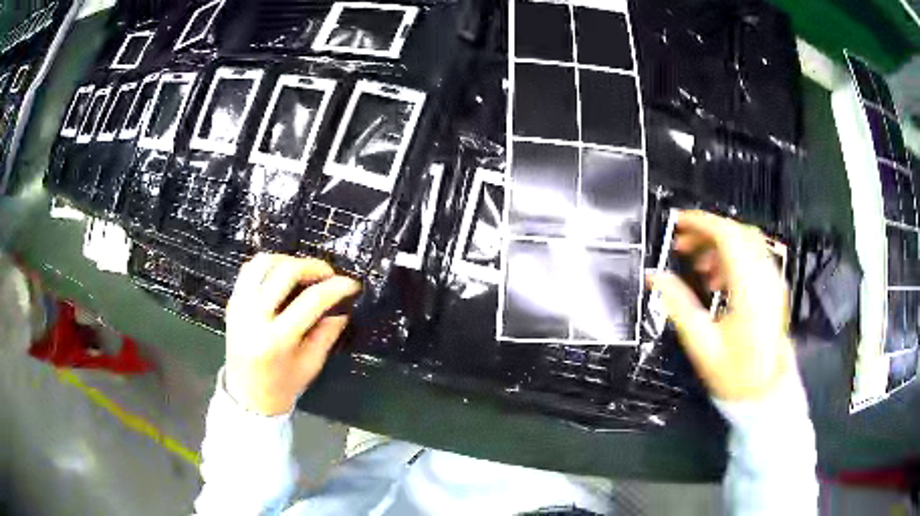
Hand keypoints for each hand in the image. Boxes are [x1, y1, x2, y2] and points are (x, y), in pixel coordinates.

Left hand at [224, 254, 360, 415]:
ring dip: (289, 261)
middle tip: (328, 274)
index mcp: (276, 340)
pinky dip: (269, 265)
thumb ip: (327, 334)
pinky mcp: (232, 302)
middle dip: (313, 267)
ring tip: (304, 272)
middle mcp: (254, 317)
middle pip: (285, 272)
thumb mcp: (311, 365)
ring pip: (263, 262)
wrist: (247, 397)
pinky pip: (250, 270)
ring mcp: (239, 306)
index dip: (335, 288)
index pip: (310, 301)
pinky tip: (282, 275)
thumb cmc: (282, 386)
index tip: (352, 284)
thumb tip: (342, 309)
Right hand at [648, 211, 793, 401]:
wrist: (765, 393)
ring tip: (697, 266)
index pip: (728, 236)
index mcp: (749, 288)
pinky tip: (716, 279)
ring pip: (747, 243)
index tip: (678, 223)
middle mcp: (765, 278)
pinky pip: (753, 258)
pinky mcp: (773, 290)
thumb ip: (678, 304)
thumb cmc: (734, 373)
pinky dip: (733, 258)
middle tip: (682, 244)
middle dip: (707, 231)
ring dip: (719, 245)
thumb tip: (655, 276)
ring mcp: (772, 283)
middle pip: (738, 233)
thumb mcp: (701, 342)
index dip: (701, 223)